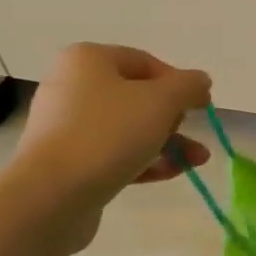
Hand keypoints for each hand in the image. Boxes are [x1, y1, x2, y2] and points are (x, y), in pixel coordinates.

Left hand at [8, 44, 212, 250]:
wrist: (52, 194)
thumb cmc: (109, 133)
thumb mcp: (161, 102)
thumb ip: (188, 86)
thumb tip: (200, 80)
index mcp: (88, 60)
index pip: (145, 62)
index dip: (179, 82)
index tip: (202, 105)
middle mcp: (73, 87)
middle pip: (137, 97)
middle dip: (174, 118)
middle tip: (194, 133)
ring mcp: (68, 126)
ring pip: (129, 129)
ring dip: (168, 143)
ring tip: (198, 160)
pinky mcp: (69, 161)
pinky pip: (114, 153)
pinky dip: (145, 160)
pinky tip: (173, 172)